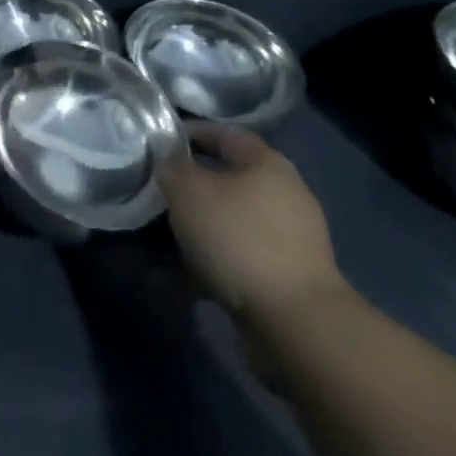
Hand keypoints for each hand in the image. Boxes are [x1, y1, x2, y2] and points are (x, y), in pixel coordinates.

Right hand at [157, 126, 347, 327]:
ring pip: (233, 218)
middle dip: (193, 185)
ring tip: (167, 238)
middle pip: (230, 177)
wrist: (296, 322)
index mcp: (267, 162)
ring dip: (202, 225)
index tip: (159, 144)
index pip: (224, 133)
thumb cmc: (239, 238)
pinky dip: (215, 259)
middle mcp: (285, 192)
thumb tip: (168, 162)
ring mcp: (292, 237)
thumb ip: (172, 167)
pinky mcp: (289, 275)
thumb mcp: (189, 191)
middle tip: (160, 192)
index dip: (190, 133)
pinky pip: (241, 255)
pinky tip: (187, 274)